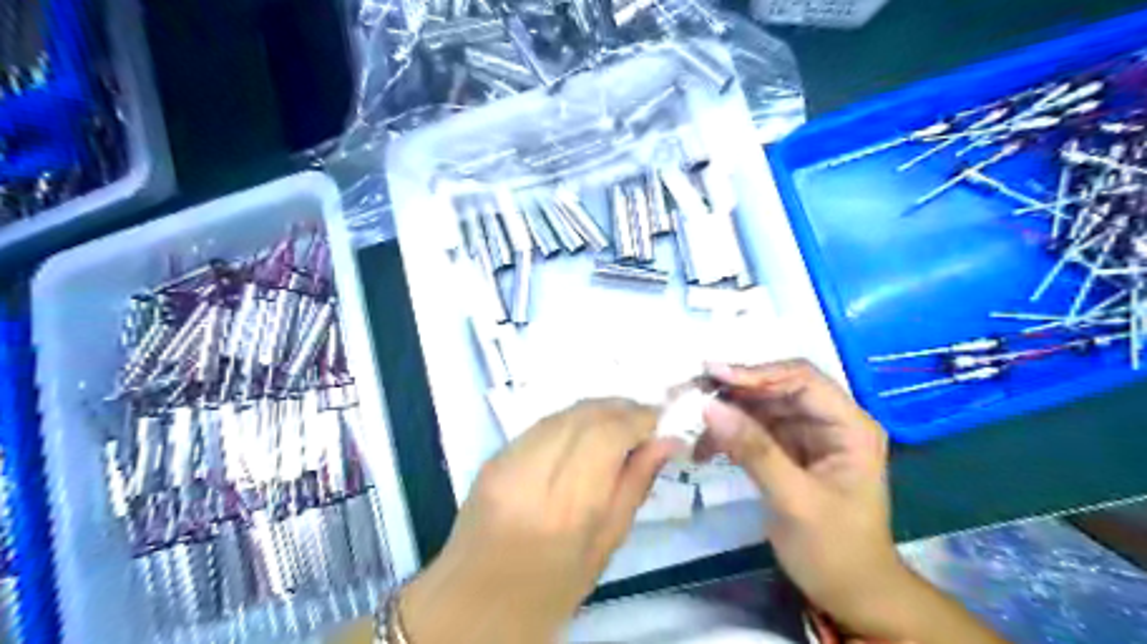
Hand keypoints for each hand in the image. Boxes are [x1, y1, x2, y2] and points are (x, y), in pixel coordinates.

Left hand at [399, 397, 674, 643]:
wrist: (474, 604)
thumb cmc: (551, 590)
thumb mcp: (605, 546)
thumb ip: (635, 485)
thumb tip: (666, 441)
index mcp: (569, 506)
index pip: (608, 434)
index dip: (639, 417)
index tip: (660, 420)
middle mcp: (535, 473)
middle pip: (585, 414)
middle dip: (620, 408)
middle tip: (644, 419)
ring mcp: (508, 460)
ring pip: (562, 413)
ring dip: (596, 411)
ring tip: (617, 425)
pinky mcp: (493, 456)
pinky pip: (541, 425)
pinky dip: (569, 422)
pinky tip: (581, 436)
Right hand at [700, 359, 904, 636]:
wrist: (849, 593)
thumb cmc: (834, 549)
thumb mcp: (794, 500)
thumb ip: (754, 450)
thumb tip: (710, 407)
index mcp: (848, 426)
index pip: (801, 379)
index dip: (757, 372)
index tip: (713, 376)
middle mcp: (828, 421)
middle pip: (776, 388)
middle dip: (734, 391)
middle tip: (690, 394)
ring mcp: (806, 435)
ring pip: (759, 407)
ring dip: (725, 412)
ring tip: (690, 421)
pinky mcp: (787, 450)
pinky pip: (752, 429)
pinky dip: (727, 435)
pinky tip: (704, 449)